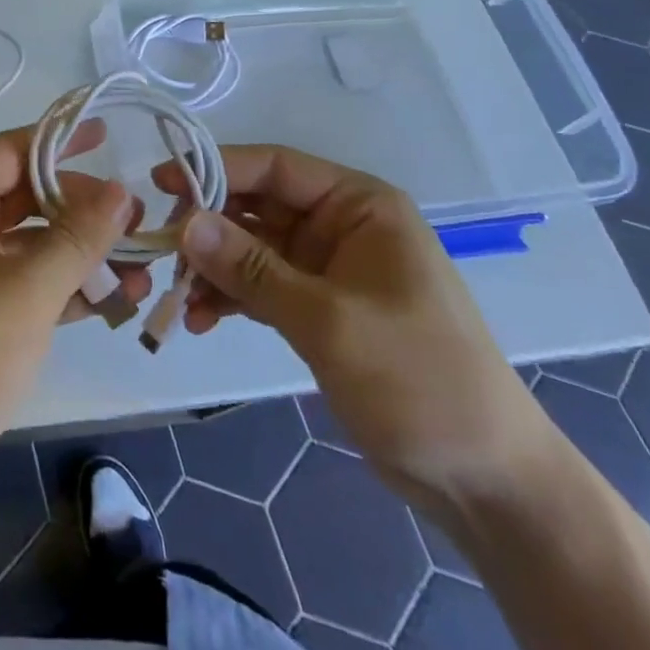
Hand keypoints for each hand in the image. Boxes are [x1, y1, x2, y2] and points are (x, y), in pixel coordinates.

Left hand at [0, 125, 148, 519]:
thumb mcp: (29, 289)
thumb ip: (80, 236)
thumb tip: (121, 190)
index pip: (13, 150)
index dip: (63, 142)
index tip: (109, 137)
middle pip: (23, 195)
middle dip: (81, 210)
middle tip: (137, 220)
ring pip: (26, 243)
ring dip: (79, 255)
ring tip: (139, 267)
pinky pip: (18, 282)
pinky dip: (59, 288)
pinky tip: (111, 301)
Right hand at [159, 146, 547, 514]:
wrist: (488, 482)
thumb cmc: (419, 380)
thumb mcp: (329, 321)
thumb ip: (251, 269)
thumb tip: (184, 223)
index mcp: (359, 205)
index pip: (275, 167)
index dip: (216, 168)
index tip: (162, 182)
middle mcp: (341, 225)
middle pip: (258, 205)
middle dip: (210, 226)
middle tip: (163, 250)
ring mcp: (329, 268)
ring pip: (253, 248)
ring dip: (215, 268)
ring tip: (179, 296)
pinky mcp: (320, 308)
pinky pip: (262, 286)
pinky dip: (232, 298)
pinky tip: (202, 320)